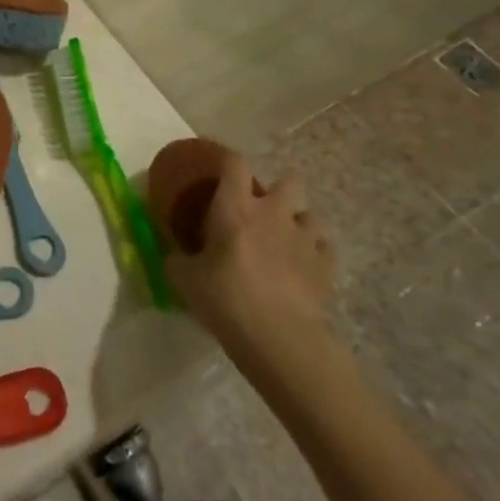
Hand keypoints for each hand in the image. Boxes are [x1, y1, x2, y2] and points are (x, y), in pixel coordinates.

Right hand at [164, 155, 336, 383]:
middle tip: (261, 212)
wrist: (280, 339)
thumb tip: (172, 256)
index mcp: (235, 207)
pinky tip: (303, 268)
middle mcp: (273, 212)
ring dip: (298, 224)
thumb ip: (177, 260)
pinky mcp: (327, 265)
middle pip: (288, 180)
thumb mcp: (185, 280)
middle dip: (278, 191)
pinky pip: (324, 247)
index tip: (220, 173)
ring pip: (309, 215)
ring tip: (285, 243)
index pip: (235, 162)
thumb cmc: (226, 299)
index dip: (228, 161)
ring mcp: (304, 237)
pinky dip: (315, 253)